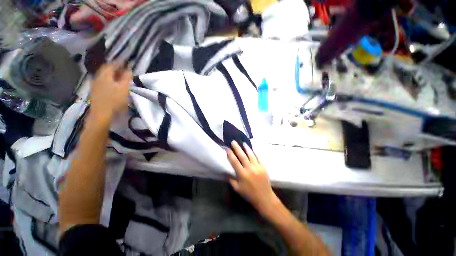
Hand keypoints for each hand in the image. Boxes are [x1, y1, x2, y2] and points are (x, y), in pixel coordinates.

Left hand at [90, 63, 131, 118]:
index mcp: (105, 75)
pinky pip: (102, 81)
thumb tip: (129, 69)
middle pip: (106, 69)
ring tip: (118, 77)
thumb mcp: (124, 89)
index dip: (119, 63)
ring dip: (111, 74)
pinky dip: (108, 80)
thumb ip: (126, 78)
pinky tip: (112, 84)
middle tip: (123, 70)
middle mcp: (98, 77)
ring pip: (103, 75)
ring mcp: (95, 84)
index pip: (111, 65)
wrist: (101, 113)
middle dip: (114, 68)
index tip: (126, 62)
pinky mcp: (95, 91)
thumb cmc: (114, 100)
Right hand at [227, 141, 278, 215]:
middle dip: (237, 148)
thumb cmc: (249, 194)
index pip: (234, 162)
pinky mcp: (263, 167)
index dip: (230, 154)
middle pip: (242, 156)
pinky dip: (254, 152)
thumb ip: (231, 180)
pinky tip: (252, 149)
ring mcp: (257, 167)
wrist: (265, 198)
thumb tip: (226, 172)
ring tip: (243, 143)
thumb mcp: (237, 189)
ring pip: (251, 155)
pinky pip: (258, 157)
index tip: (227, 148)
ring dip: (246, 148)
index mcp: (242, 174)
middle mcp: (249, 168)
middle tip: (233, 141)